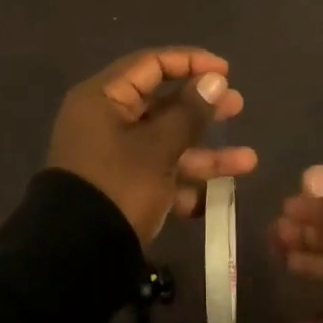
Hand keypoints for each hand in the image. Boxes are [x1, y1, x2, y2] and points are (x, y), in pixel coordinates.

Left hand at [47, 47, 255, 243]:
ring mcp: (115, 158)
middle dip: (202, 108)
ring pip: (166, 143)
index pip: (151, 64)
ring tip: (248, 160)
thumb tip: (214, 79)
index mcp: (104, 98)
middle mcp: (107, 121)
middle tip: (237, 105)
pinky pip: (160, 175)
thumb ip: (189, 113)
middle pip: (162, 103)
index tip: (226, 71)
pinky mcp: (123, 190)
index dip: (190, 62)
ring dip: (206, 152)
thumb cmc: (117, 187)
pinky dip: (187, 183)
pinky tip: (222, 194)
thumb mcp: (157, 148)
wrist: (75, 261)